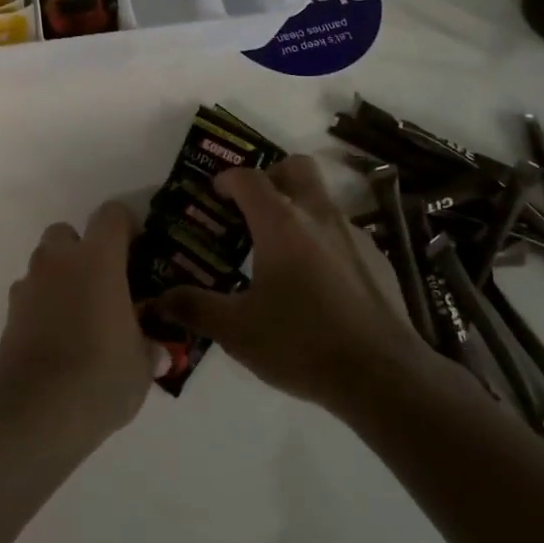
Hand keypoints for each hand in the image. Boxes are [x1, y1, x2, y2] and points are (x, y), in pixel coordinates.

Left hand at [0, 201, 167, 448]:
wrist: (35, 414)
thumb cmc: (100, 378)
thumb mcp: (141, 366)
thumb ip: (148, 348)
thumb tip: (156, 350)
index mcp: (98, 260)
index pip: (111, 215)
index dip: (126, 225)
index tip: (137, 248)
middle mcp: (59, 262)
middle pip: (67, 232)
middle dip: (83, 249)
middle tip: (104, 283)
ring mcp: (28, 286)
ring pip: (44, 263)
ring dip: (60, 277)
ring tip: (79, 315)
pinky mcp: (8, 314)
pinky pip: (29, 295)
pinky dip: (42, 306)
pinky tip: (57, 338)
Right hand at [151, 155, 427, 410]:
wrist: (384, 376)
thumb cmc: (301, 344)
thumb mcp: (237, 331)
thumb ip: (196, 308)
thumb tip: (159, 299)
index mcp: (281, 223)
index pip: (249, 178)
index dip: (228, 179)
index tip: (216, 194)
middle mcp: (319, 216)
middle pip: (296, 167)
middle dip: (272, 175)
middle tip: (254, 206)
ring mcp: (354, 235)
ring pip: (322, 199)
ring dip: (299, 209)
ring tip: (282, 251)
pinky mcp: (378, 259)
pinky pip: (343, 232)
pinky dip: (324, 240)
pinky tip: (318, 282)